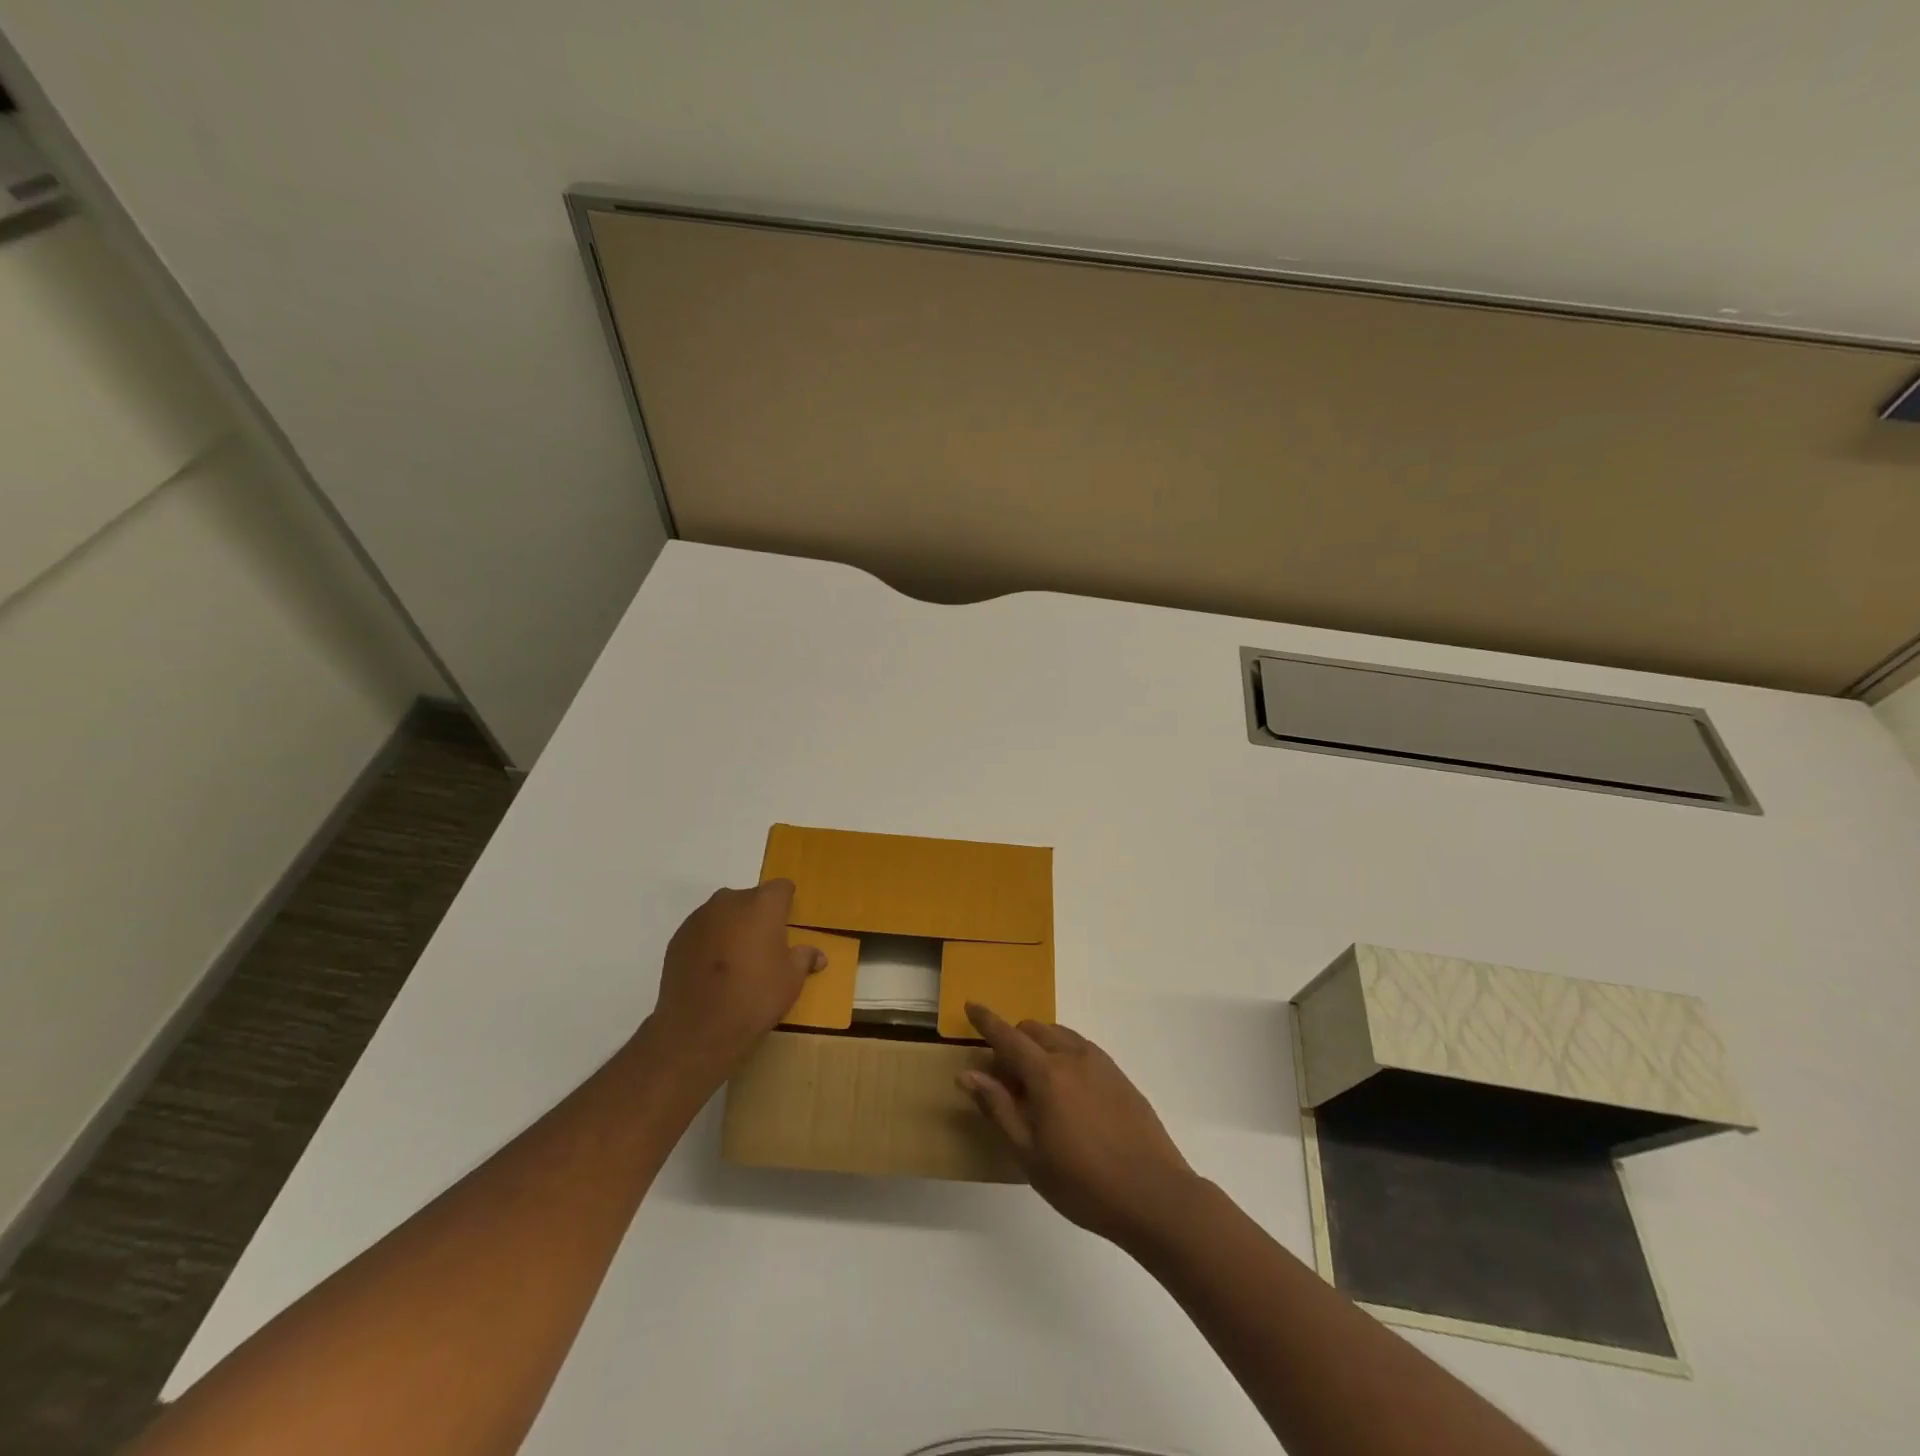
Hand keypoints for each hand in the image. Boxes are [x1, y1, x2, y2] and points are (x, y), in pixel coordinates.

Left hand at [643, 880, 823, 1086]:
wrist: (698, 1030)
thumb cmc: (755, 997)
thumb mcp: (791, 980)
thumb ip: (804, 959)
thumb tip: (818, 956)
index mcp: (763, 904)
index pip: (781, 888)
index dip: (786, 903)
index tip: (787, 922)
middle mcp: (730, 901)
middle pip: (750, 899)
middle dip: (757, 916)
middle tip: (763, 946)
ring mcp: (699, 918)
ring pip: (723, 914)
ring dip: (732, 928)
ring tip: (735, 961)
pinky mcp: (677, 938)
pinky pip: (702, 931)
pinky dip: (709, 942)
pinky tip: (712, 971)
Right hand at [960, 1004, 1201, 1249]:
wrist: (1153, 1194)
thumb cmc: (1082, 1182)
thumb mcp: (1029, 1153)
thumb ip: (998, 1108)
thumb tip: (968, 1074)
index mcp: (1046, 1073)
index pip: (1008, 1036)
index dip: (986, 1020)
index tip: (971, 1005)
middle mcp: (1072, 1056)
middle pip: (1035, 1030)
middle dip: (1014, 1040)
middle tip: (1005, 1077)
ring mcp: (1101, 1063)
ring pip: (1060, 1035)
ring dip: (1040, 1044)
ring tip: (1036, 1085)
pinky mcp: (1120, 1076)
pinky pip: (1082, 1049)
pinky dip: (1064, 1053)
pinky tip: (1068, 1090)